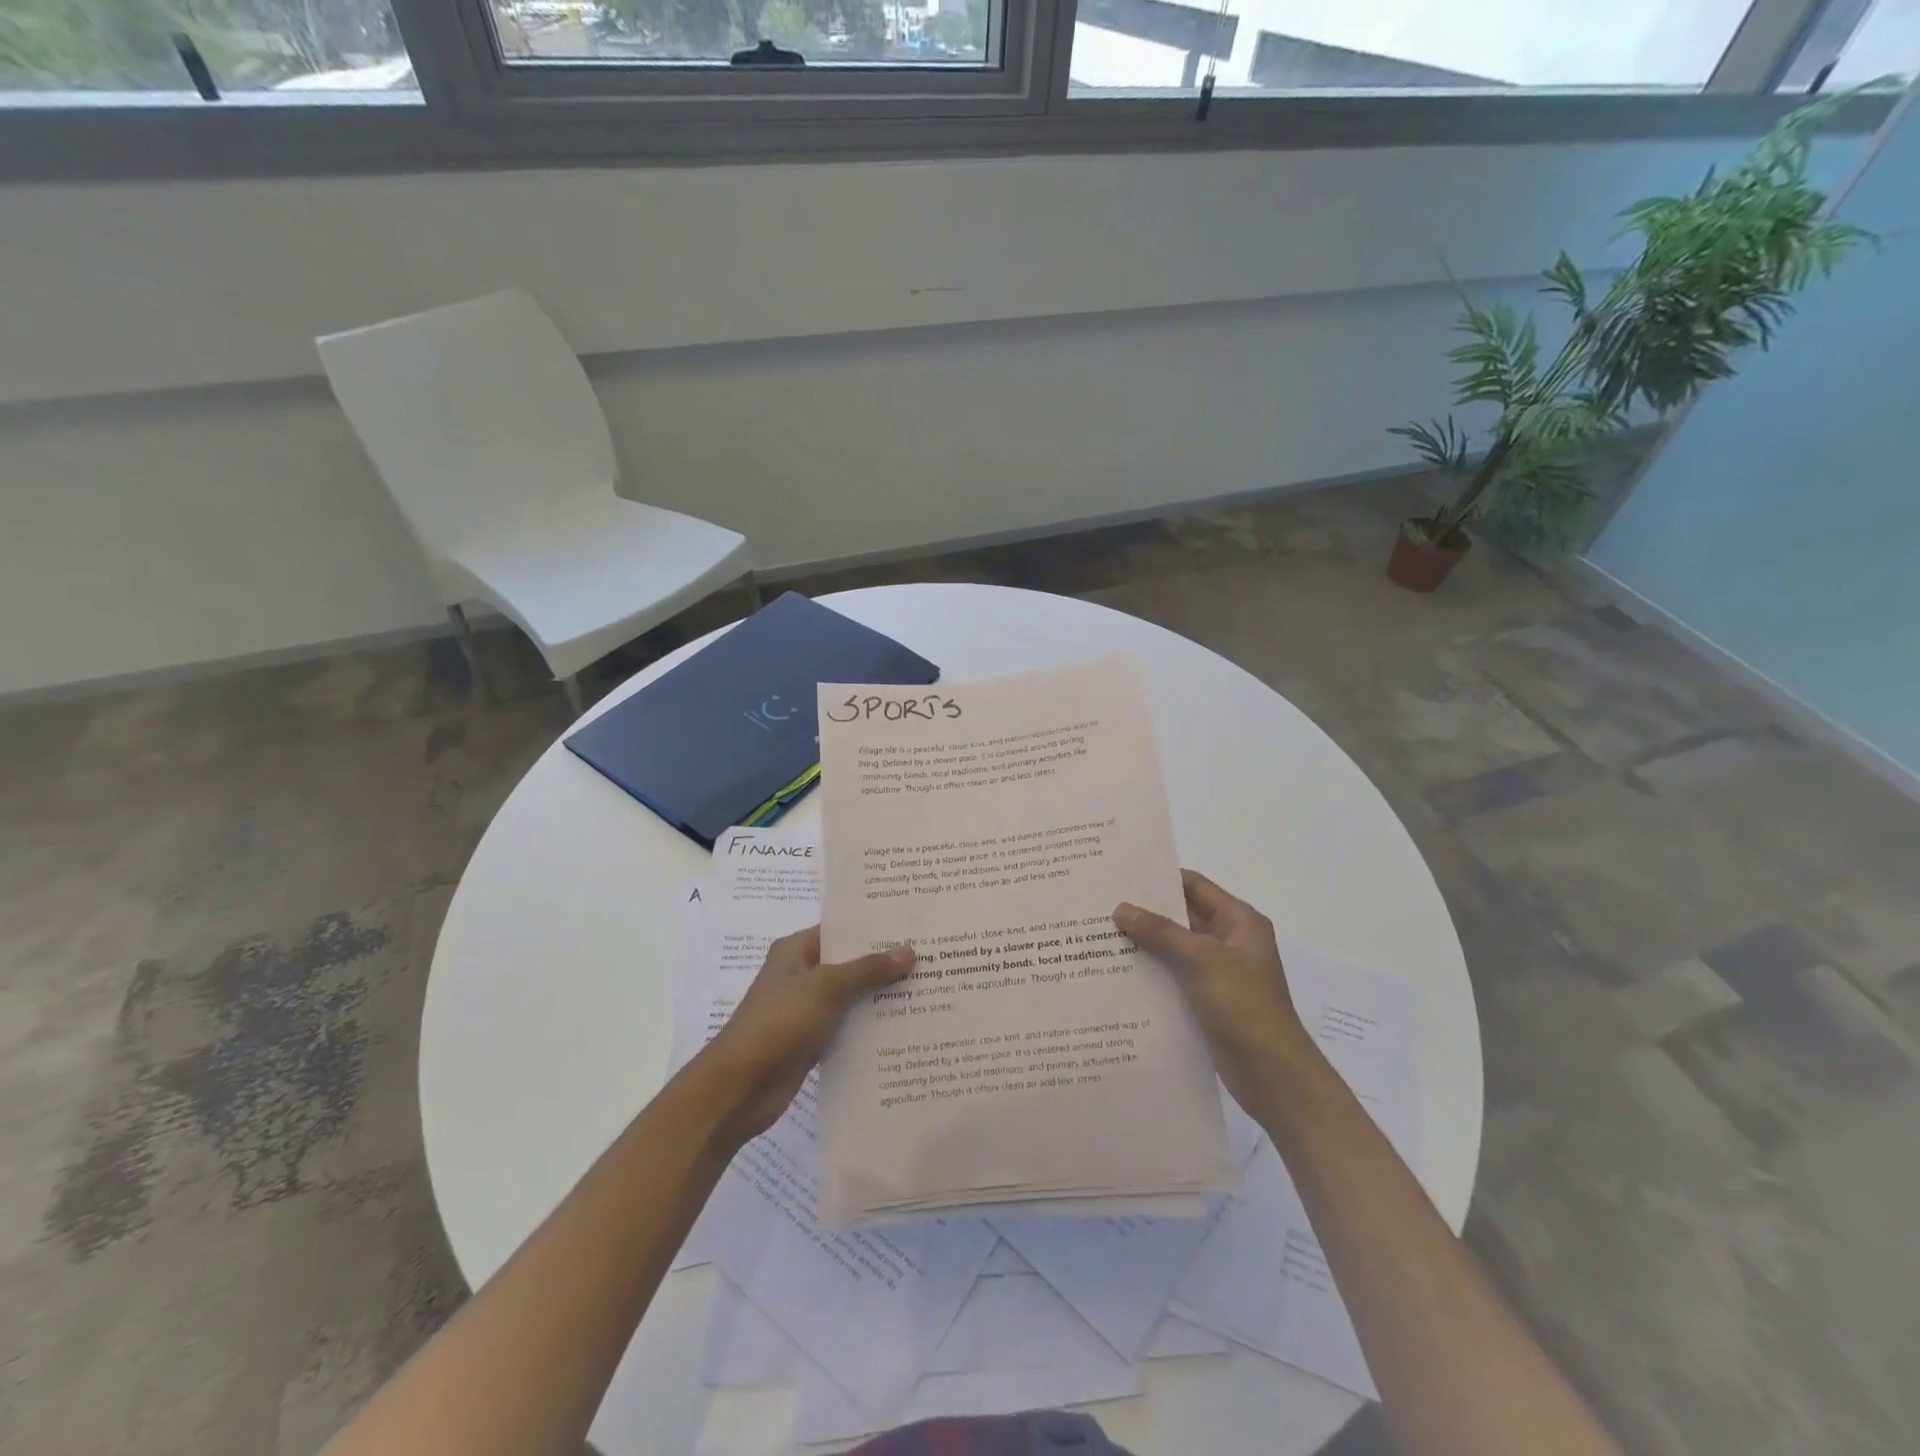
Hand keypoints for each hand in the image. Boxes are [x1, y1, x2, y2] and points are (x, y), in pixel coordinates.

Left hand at [696, 926, 915, 1146]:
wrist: (739, 1089)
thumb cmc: (778, 1024)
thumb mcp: (825, 988)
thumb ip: (867, 969)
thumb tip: (909, 950)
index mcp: (796, 951)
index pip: (841, 929)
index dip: (874, 926)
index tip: (913, 923)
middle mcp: (802, 975)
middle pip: (850, 962)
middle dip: (885, 962)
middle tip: (932, 955)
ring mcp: (807, 1009)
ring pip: (852, 995)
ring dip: (881, 995)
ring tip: (927, 987)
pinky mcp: (813, 1040)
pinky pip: (849, 1025)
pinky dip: (871, 1025)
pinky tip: (905, 1025)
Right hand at [1114, 869, 1312, 1115]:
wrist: (1272, 1074)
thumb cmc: (1244, 1005)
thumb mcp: (1202, 960)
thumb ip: (1160, 932)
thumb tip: (1120, 908)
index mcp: (1239, 921)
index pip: (1194, 886)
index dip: (1160, 878)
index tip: (1120, 875)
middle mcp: (1229, 941)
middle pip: (1181, 916)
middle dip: (1144, 912)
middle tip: (1100, 905)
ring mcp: (1218, 972)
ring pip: (1174, 948)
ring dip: (1144, 943)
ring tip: (1099, 936)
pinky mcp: (1206, 999)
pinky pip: (1173, 975)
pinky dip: (1150, 971)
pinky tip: (1117, 972)